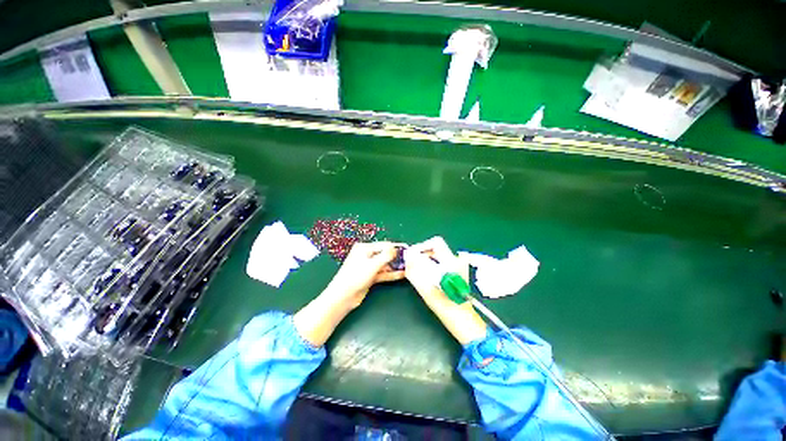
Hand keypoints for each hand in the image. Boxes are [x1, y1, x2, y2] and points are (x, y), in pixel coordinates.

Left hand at [294, 242, 403, 346]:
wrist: (343, 296)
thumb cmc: (356, 276)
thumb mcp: (373, 264)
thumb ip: (386, 256)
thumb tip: (396, 249)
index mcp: (364, 248)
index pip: (384, 245)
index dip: (395, 248)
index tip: (408, 250)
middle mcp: (366, 255)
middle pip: (385, 254)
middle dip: (396, 257)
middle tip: (410, 260)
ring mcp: (368, 267)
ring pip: (385, 264)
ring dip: (395, 266)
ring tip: (408, 267)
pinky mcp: (370, 277)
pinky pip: (383, 273)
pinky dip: (391, 274)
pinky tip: (402, 274)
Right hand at [404, 237, 486, 344]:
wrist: (463, 320)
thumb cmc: (445, 306)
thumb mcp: (426, 289)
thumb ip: (415, 271)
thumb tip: (407, 258)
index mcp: (452, 263)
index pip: (435, 243)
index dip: (421, 246)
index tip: (411, 256)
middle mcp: (457, 261)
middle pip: (436, 248)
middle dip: (422, 253)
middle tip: (411, 263)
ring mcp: (459, 266)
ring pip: (438, 255)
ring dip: (426, 259)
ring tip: (417, 270)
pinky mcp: (458, 272)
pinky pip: (441, 262)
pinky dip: (432, 265)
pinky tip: (427, 275)